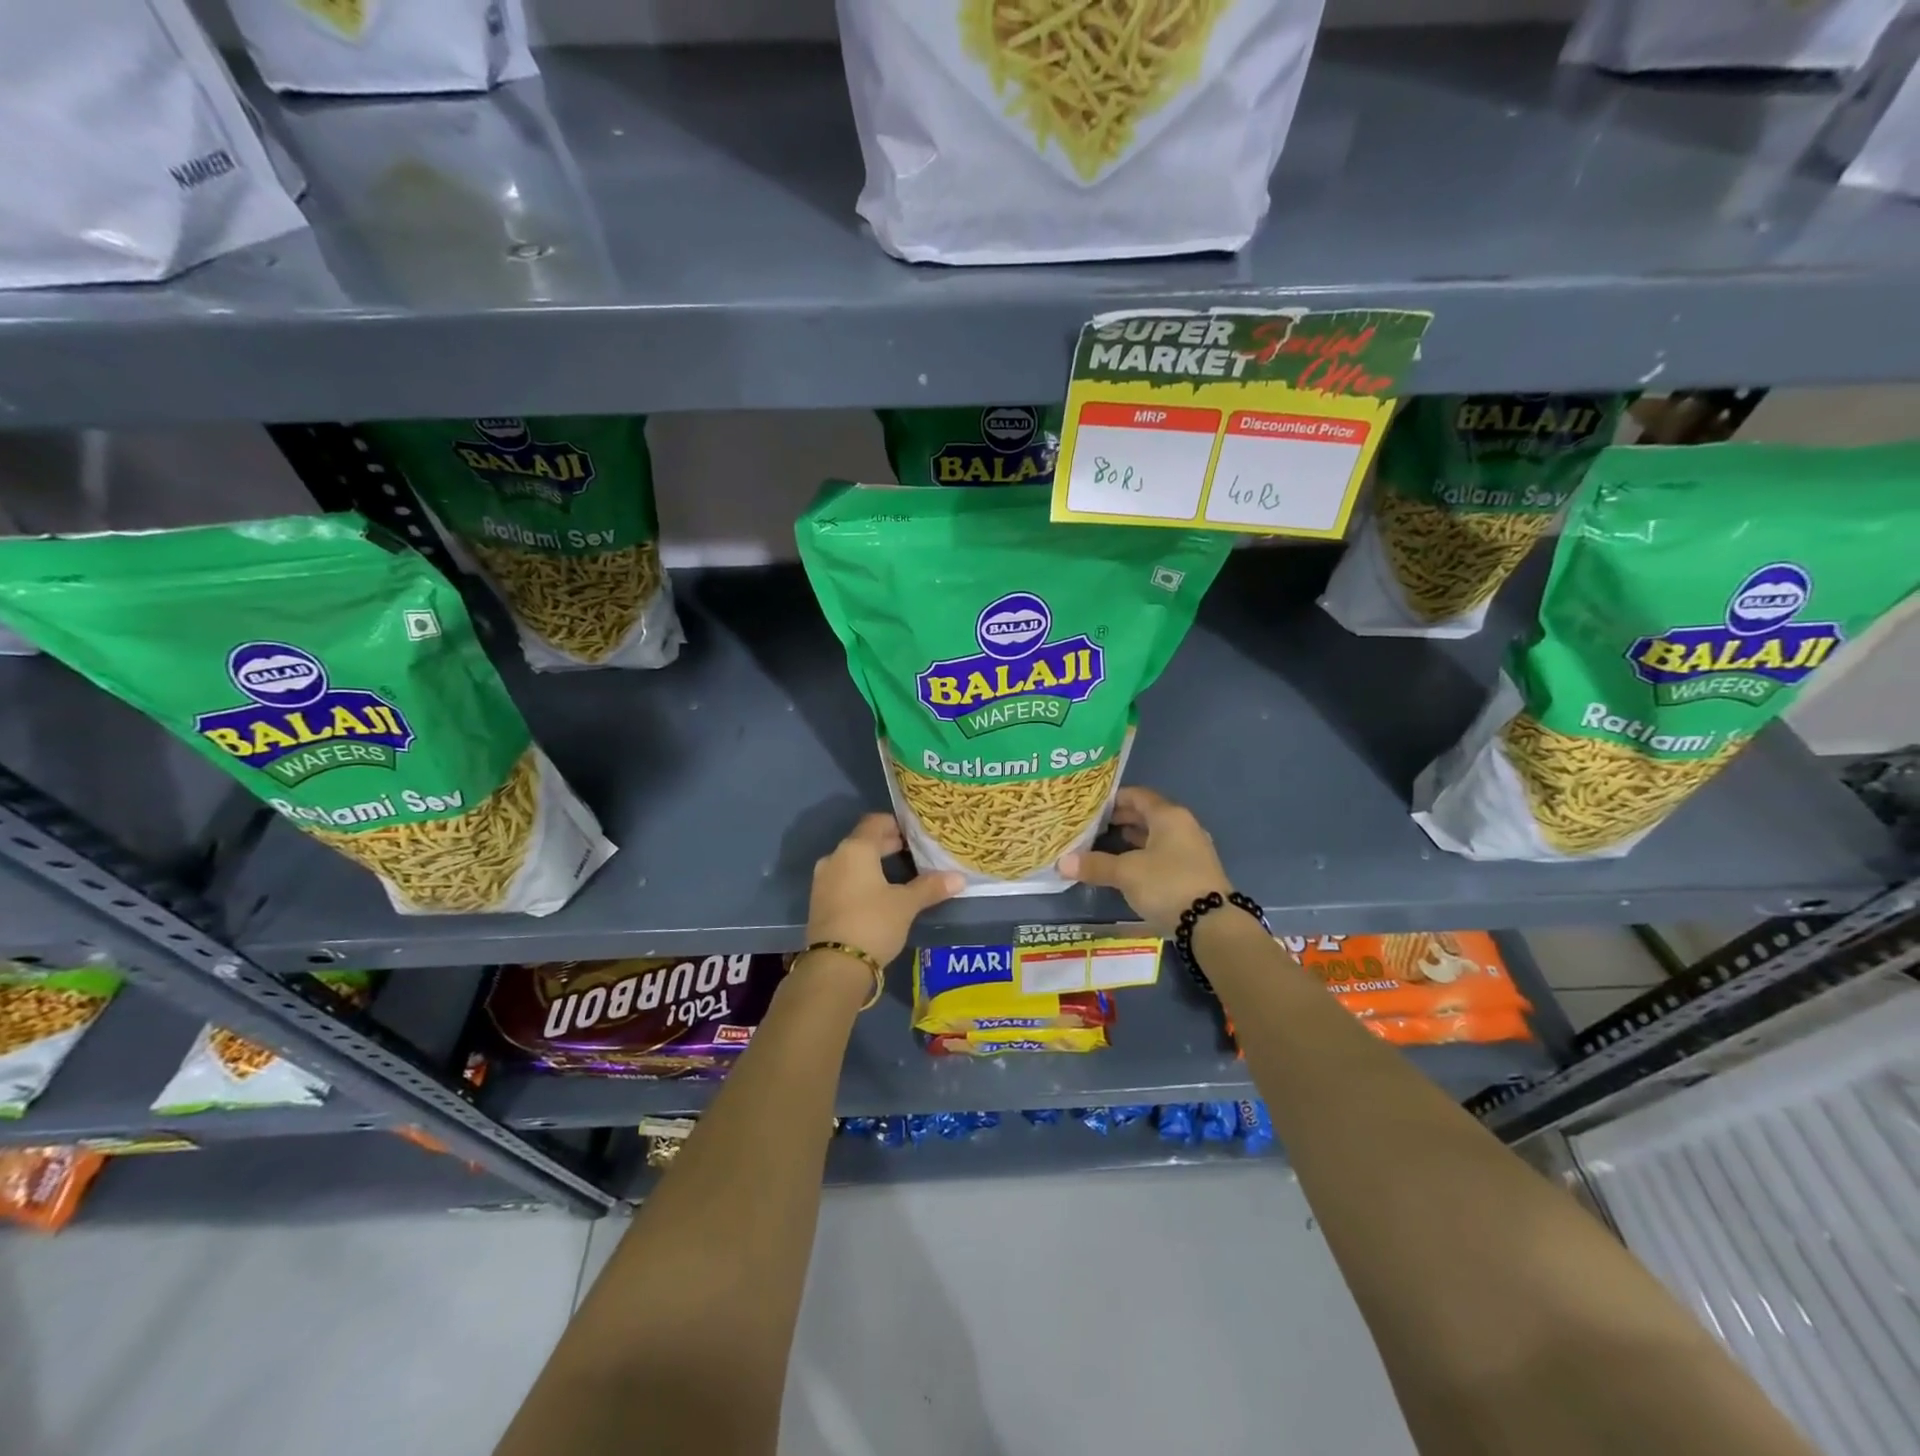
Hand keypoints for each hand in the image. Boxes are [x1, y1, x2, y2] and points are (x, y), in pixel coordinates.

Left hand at [806, 814, 962, 969]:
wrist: (834, 966)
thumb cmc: (873, 923)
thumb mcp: (906, 905)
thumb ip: (930, 887)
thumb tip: (959, 878)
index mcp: (855, 849)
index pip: (875, 822)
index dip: (895, 824)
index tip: (914, 832)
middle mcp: (835, 858)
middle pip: (863, 841)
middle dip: (886, 845)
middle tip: (911, 851)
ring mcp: (823, 880)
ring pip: (852, 861)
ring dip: (873, 863)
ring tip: (897, 874)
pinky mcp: (819, 901)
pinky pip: (843, 879)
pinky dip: (860, 879)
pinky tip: (877, 894)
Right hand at [1058, 786, 1232, 937]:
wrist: (1212, 924)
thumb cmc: (1167, 884)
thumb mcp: (1126, 873)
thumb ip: (1095, 865)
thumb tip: (1061, 863)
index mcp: (1169, 816)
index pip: (1138, 795)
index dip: (1114, 798)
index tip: (1092, 806)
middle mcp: (1184, 826)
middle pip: (1149, 814)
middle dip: (1122, 818)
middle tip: (1094, 825)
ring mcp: (1192, 849)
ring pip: (1157, 835)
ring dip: (1134, 838)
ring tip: (1107, 843)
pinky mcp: (1195, 871)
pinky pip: (1165, 853)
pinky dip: (1145, 854)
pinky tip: (1130, 866)